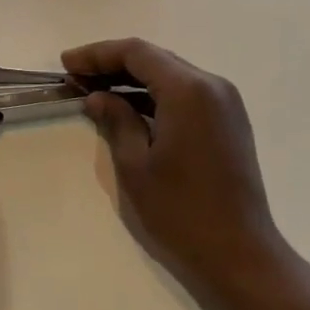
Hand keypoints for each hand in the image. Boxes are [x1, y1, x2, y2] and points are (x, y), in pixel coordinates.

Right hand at [65, 38, 288, 295]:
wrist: (243, 257)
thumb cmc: (182, 212)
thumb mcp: (136, 166)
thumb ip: (116, 121)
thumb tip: (98, 97)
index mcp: (188, 89)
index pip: (136, 52)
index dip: (97, 54)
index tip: (67, 64)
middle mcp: (211, 85)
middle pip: (155, 58)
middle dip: (113, 64)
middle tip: (76, 76)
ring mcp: (225, 102)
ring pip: (170, 74)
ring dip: (133, 78)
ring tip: (96, 91)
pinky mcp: (229, 121)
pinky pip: (186, 92)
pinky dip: (156, 94)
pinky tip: (130, 108)